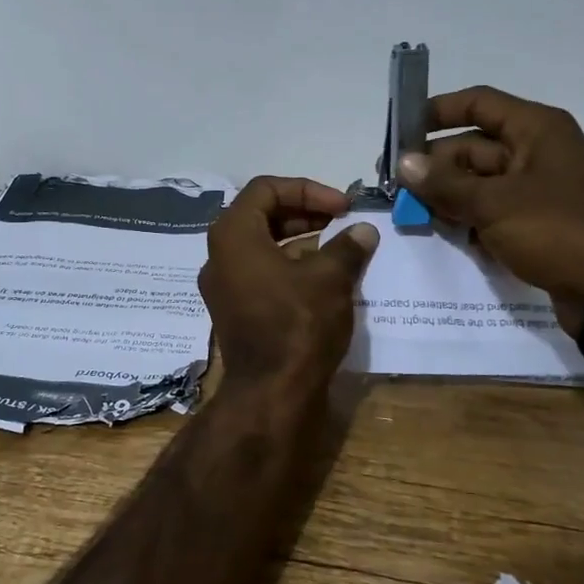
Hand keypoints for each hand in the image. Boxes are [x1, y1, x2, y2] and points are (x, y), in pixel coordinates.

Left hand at [199, 177, 378, 388]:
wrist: (272, 394)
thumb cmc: (297, 324)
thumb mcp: (329, 278)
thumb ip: (347, 246)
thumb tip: (364, 231)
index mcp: (233, 235)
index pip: (266, 189)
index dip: (307, 190)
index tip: (342, 206)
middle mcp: (219, 255)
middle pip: (261, 215)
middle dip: (304, 212)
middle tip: (341, 221)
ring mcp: (223, 285)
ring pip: (261, 245)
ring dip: (299, 239)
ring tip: (338, 246)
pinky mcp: (234, 310)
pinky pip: (260, 272)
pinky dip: (289, 265)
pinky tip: (322, 277)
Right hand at [397, 86, 583, 324]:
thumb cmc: (554, 230)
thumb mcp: (493, 203)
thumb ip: (444, 183)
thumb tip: (404, 163)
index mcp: (535, 129)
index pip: (479, 103)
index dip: (438, 111)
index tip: (401, 129)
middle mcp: (537, 151)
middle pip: (473, 146)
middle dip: (435, 166)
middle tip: (396, 187)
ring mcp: (537, 188)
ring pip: (479, 181)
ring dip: (447, 195)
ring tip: (412, 212)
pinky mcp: (535, 221)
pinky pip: (491, 209)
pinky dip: (468, 218)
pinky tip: (443, 233)